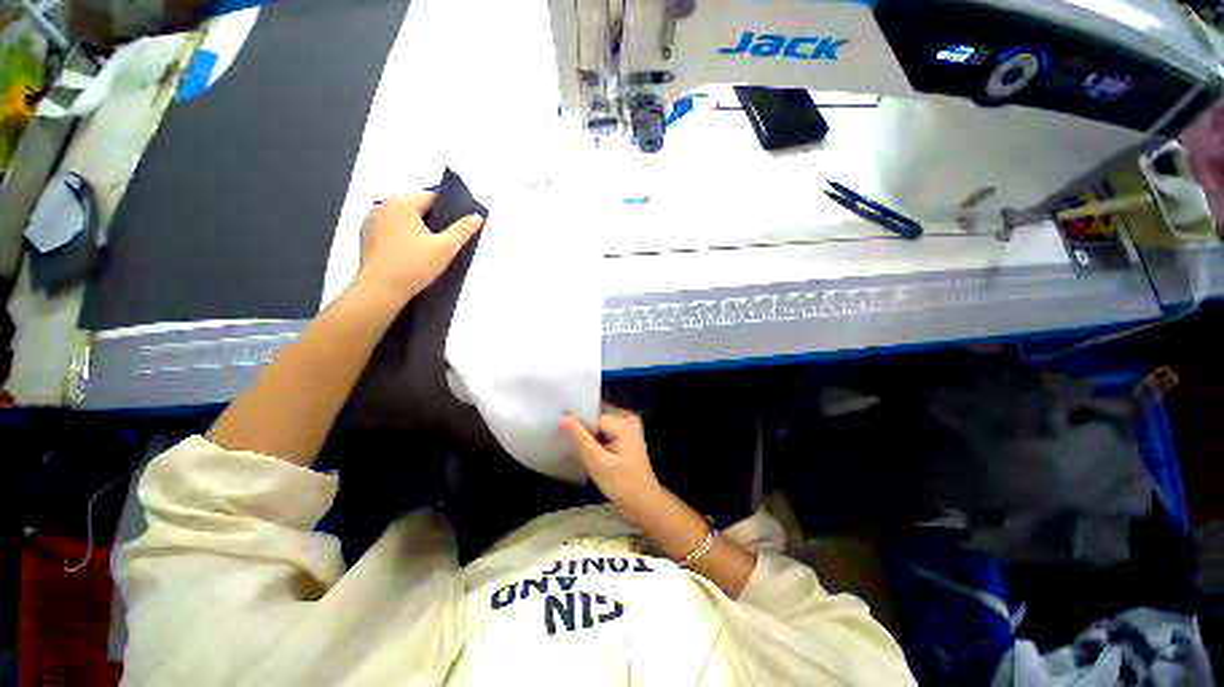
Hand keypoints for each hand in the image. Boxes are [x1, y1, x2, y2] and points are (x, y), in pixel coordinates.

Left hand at [355, 193, 482, 303]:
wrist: (380, 290)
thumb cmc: (414, 266)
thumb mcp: (445, 248)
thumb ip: (463, 230)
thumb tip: (477, 217)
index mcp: (402, 202)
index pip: (432, 198)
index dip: (448, 212)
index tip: (457, 229)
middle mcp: (383, 204)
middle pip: (416, 207)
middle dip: (432, 221)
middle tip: (445, 242)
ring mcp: (371, 220)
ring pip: (403, 219)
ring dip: (417, 228)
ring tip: (429, 249)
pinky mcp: (366, 235)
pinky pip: (391, 229)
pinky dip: (402, 236)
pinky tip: (411, 254)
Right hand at [561, 407, 662, 520]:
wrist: (644, 503)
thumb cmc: (622, 485)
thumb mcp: (598, 462)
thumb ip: (580, 438)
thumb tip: (563, 417)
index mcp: (623, 421)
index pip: (593, 415)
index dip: (577, 424)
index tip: (560, 432)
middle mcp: (627, 417)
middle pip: (597, 415)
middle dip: (582, 426)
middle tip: (563, 437)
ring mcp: (628, 425)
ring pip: (599, 422)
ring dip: (587, 432)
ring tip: (571, 443)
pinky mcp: (626, 435)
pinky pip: (605, 429)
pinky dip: (595, 437)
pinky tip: (584, 447)